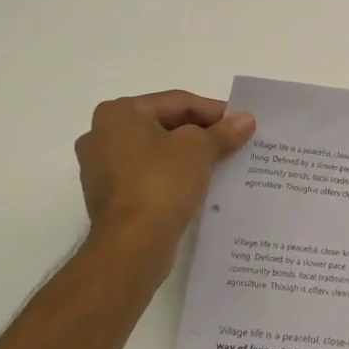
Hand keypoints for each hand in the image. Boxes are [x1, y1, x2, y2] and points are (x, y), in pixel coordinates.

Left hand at [76, 91, 256, 251]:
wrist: (132, 246)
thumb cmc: (161, 183)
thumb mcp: (198, 149)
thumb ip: (222, 131)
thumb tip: (246, 119)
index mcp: (118, 113)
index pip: (176, 102)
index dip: (213, 111)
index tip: (240, 123)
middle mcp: (101, 135)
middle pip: (164, 126)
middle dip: (200, 134)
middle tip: (233, 142)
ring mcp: (101, 169)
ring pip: (155, 153)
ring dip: (187, 157)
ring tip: (221, 163)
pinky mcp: (109, 198)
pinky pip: (147, 177)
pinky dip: (172, 177)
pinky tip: (198, 185)